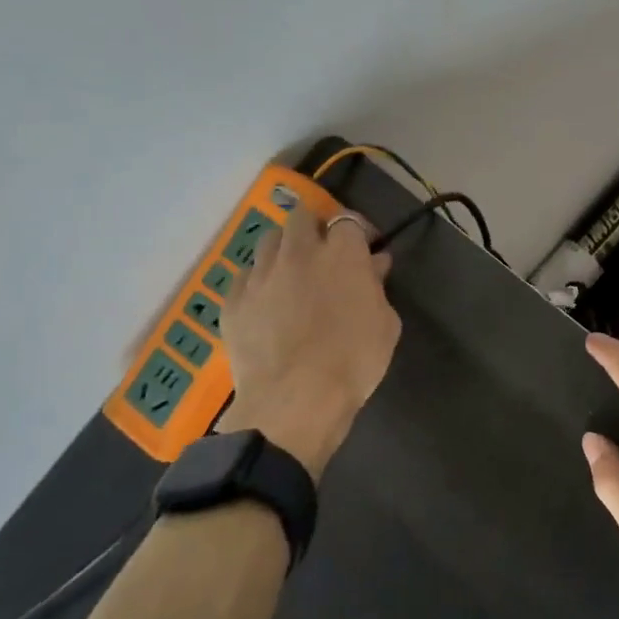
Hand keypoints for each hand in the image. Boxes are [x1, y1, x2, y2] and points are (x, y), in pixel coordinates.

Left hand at [221, 210, 400, 477]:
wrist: (295, 401)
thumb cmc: (353, 362)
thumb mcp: (386, 324)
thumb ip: (377, 286)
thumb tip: (374, 264)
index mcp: (341, 253)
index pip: (348, 220)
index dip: (358, 231)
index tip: (366, 249)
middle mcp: (298, 252)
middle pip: (302, 217)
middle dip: (315, 228)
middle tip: (325, 254)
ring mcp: (261, 274)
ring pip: (269, 240)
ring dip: (284, 249)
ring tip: (292, 273)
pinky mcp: (233, 300)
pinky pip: (245, 276)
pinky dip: (258, 281)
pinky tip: (266, 302)